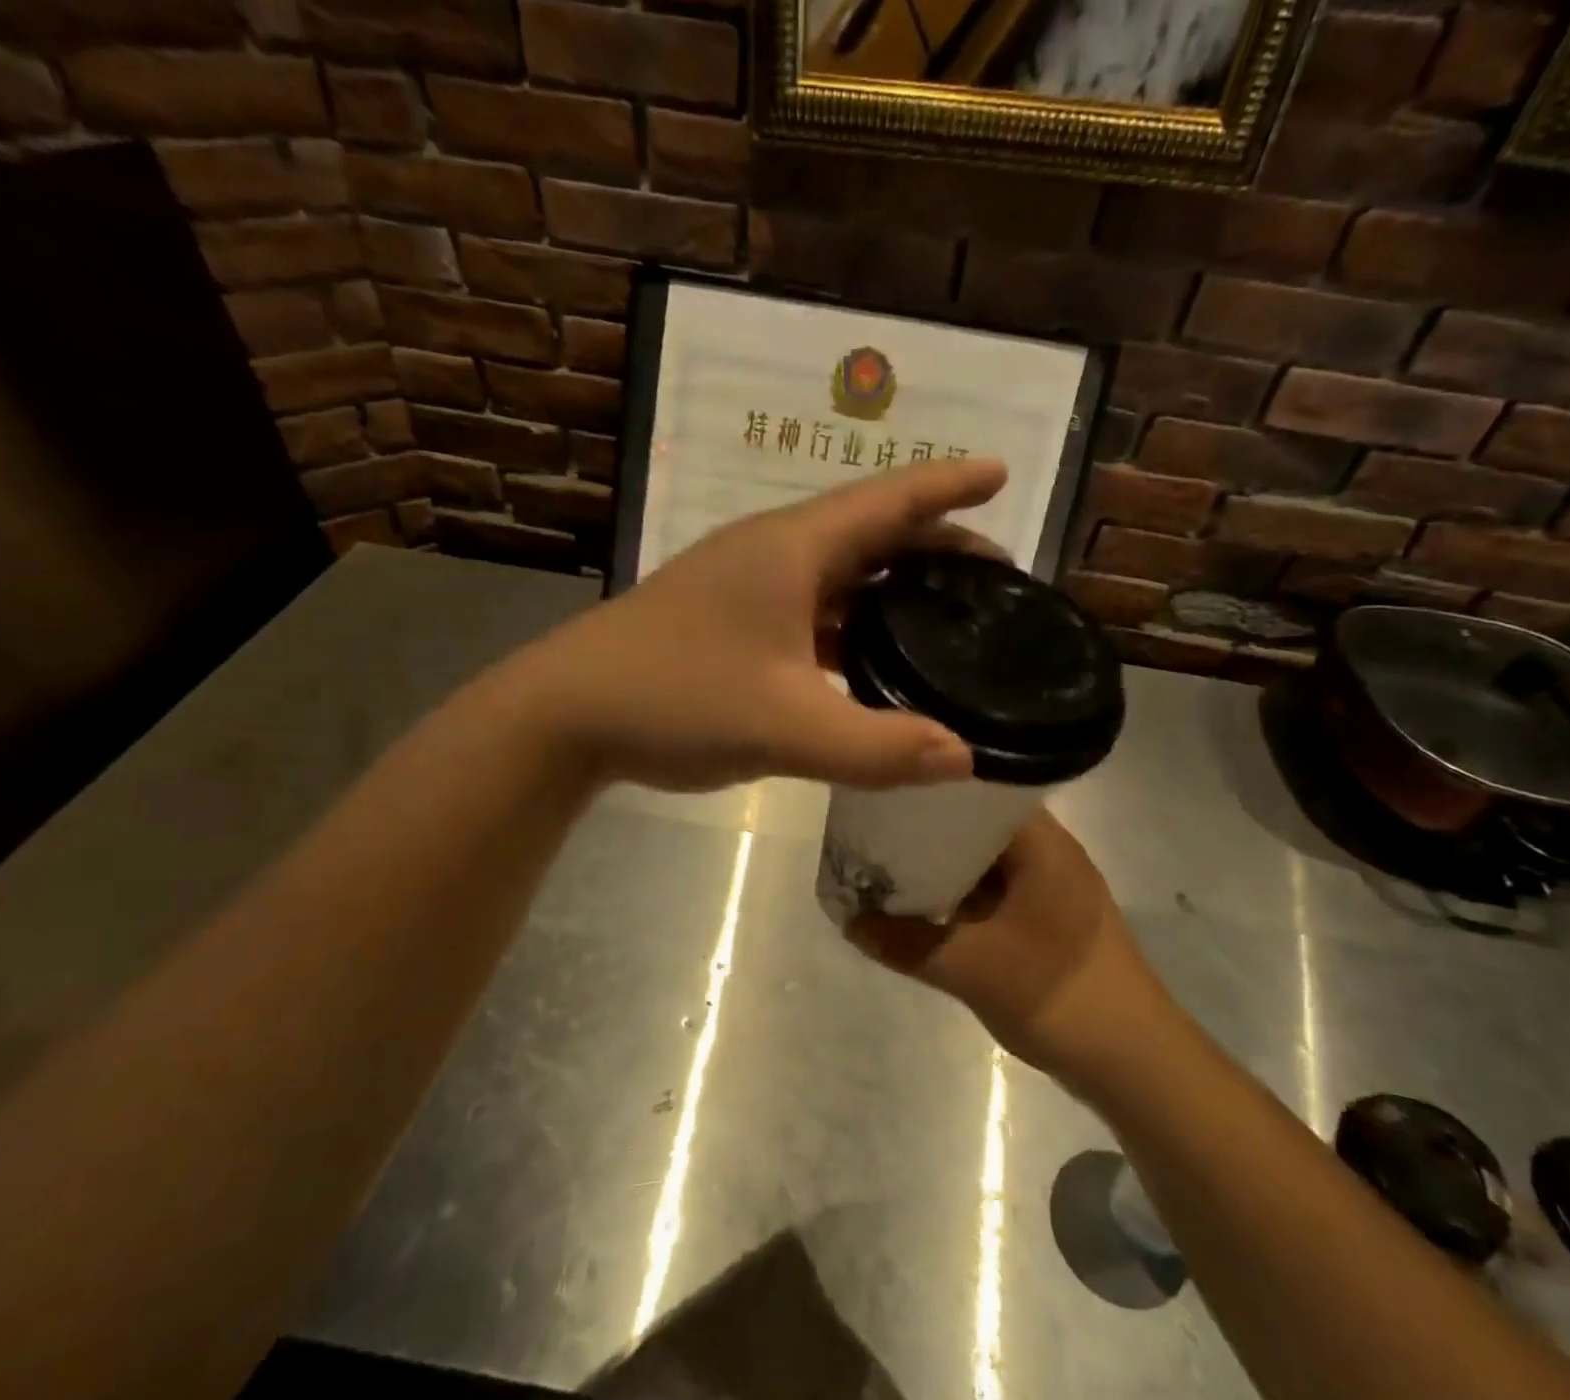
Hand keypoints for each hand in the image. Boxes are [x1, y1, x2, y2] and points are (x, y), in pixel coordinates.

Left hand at [510, 458, 1007, 792]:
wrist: (566, 714)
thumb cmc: (675, 699)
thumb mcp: (784, 727)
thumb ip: (877, 746)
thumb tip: (964, 758)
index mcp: (792, 550)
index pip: (890, 501)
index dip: (950, 485)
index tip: (1002, 472)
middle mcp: (772, 554)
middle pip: (870, 533)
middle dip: (935, 544)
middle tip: (993, 572)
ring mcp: (746, 588)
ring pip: (838, 574)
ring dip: (892, 586)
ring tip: (946, 613)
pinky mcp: (729, 622)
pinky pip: (809, 611)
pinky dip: (851, 624)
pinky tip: (871, 658)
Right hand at [850, 812, 1163, 1077]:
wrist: (1134, 1065)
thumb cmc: (1061, 997)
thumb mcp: (973, 968)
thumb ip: (907, 942)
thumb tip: (850, 921)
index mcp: (1042, 845)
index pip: (979, 792)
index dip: (929, 789)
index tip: (882, 793)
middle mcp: (1048, 856)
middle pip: (976, 827)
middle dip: (925, 832)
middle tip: (869, 831)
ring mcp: (1048, 891)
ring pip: (982, 864)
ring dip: (939, 869)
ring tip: (882, 866)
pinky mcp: (1045, 923)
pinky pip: (991, 895)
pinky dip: (958, 898)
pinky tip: (919, 908)